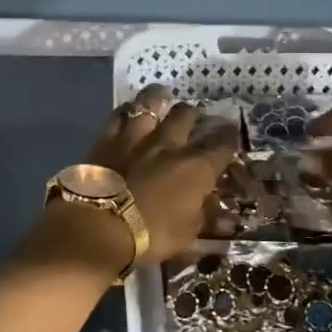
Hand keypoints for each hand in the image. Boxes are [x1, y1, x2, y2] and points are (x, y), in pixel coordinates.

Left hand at [88, 84, 237, 262]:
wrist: (99, 225)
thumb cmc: (150, 235)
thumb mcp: (187, 235)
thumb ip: (205, 218)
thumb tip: (225, 218)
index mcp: (197, 167)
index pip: (223, 144)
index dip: (230, 137)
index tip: (231, 134)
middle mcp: (170, 143)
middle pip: (187, 115)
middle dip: (195, 114)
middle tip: (196, 118)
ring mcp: (137, 135)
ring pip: (151, 102)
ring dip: (160, 98)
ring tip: (163, 96)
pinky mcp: (107, 137)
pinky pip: (119, 114)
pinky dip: (127, 110)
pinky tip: (128, 110)